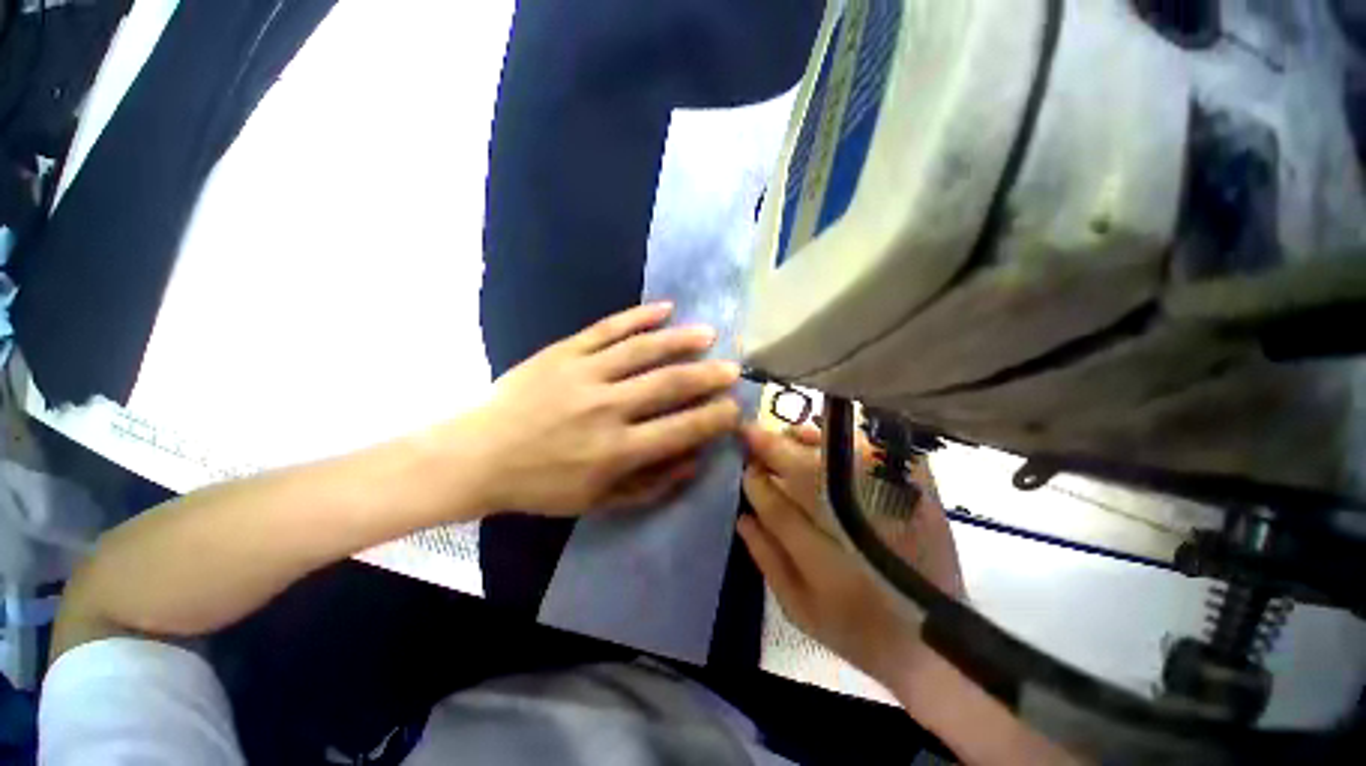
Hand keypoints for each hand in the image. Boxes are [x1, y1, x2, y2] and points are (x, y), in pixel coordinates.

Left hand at [464, 303, 741, 515]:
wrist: (479, 455)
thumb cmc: (542, 485)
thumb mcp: (598, 501)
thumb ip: (650, 485)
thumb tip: (693, 460)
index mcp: (615, 450)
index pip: (681, 430)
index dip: (714, 419)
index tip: (734, 409)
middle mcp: (606, 408)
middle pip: (668, 385)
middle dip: (708, 377)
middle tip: (732, 370)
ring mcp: (584, 373)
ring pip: (643, 349)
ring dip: (681, 340)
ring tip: (708, 335)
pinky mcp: (564, 352)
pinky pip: (607, 328)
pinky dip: (638, 316)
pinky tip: (664, 309)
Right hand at [737, 422, 963, 685]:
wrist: (933, 639)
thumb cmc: (856, 629)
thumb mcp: (799, 609)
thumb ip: (767, 560)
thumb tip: (743, 516)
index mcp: (825, 563)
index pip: (777, 507)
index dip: (756, 482)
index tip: (746, 467)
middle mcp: (857, 527)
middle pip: (805, 472)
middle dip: (773, 449)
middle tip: (754, 436)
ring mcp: (892, 505)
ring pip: (840, 455)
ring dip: (806, 440)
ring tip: (790, 437)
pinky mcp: (918, 492)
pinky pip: (877, 451)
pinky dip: (848, 441)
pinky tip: (830, 442)